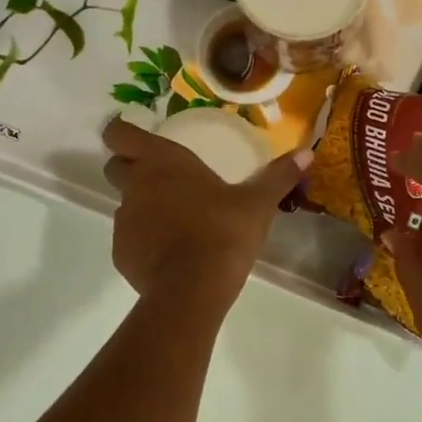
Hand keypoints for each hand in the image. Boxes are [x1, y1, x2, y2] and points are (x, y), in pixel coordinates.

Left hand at [101, 116, 309, 310]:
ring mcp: (123, 221)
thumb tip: (307, 153)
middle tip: (162, 179)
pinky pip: (129, 240)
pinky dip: (144, 241)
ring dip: (142, 207)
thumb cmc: (223, 232)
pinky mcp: (121, 254)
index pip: (120, 134)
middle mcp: (135, 186)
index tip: (135, 135)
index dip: (121, 132)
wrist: (193, 289)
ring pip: (124, 205)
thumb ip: (278, 176)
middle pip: (115, 167)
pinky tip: (170, 254)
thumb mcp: (257, 203)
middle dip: (130, 168)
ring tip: (175, 222)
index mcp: (162, 162)